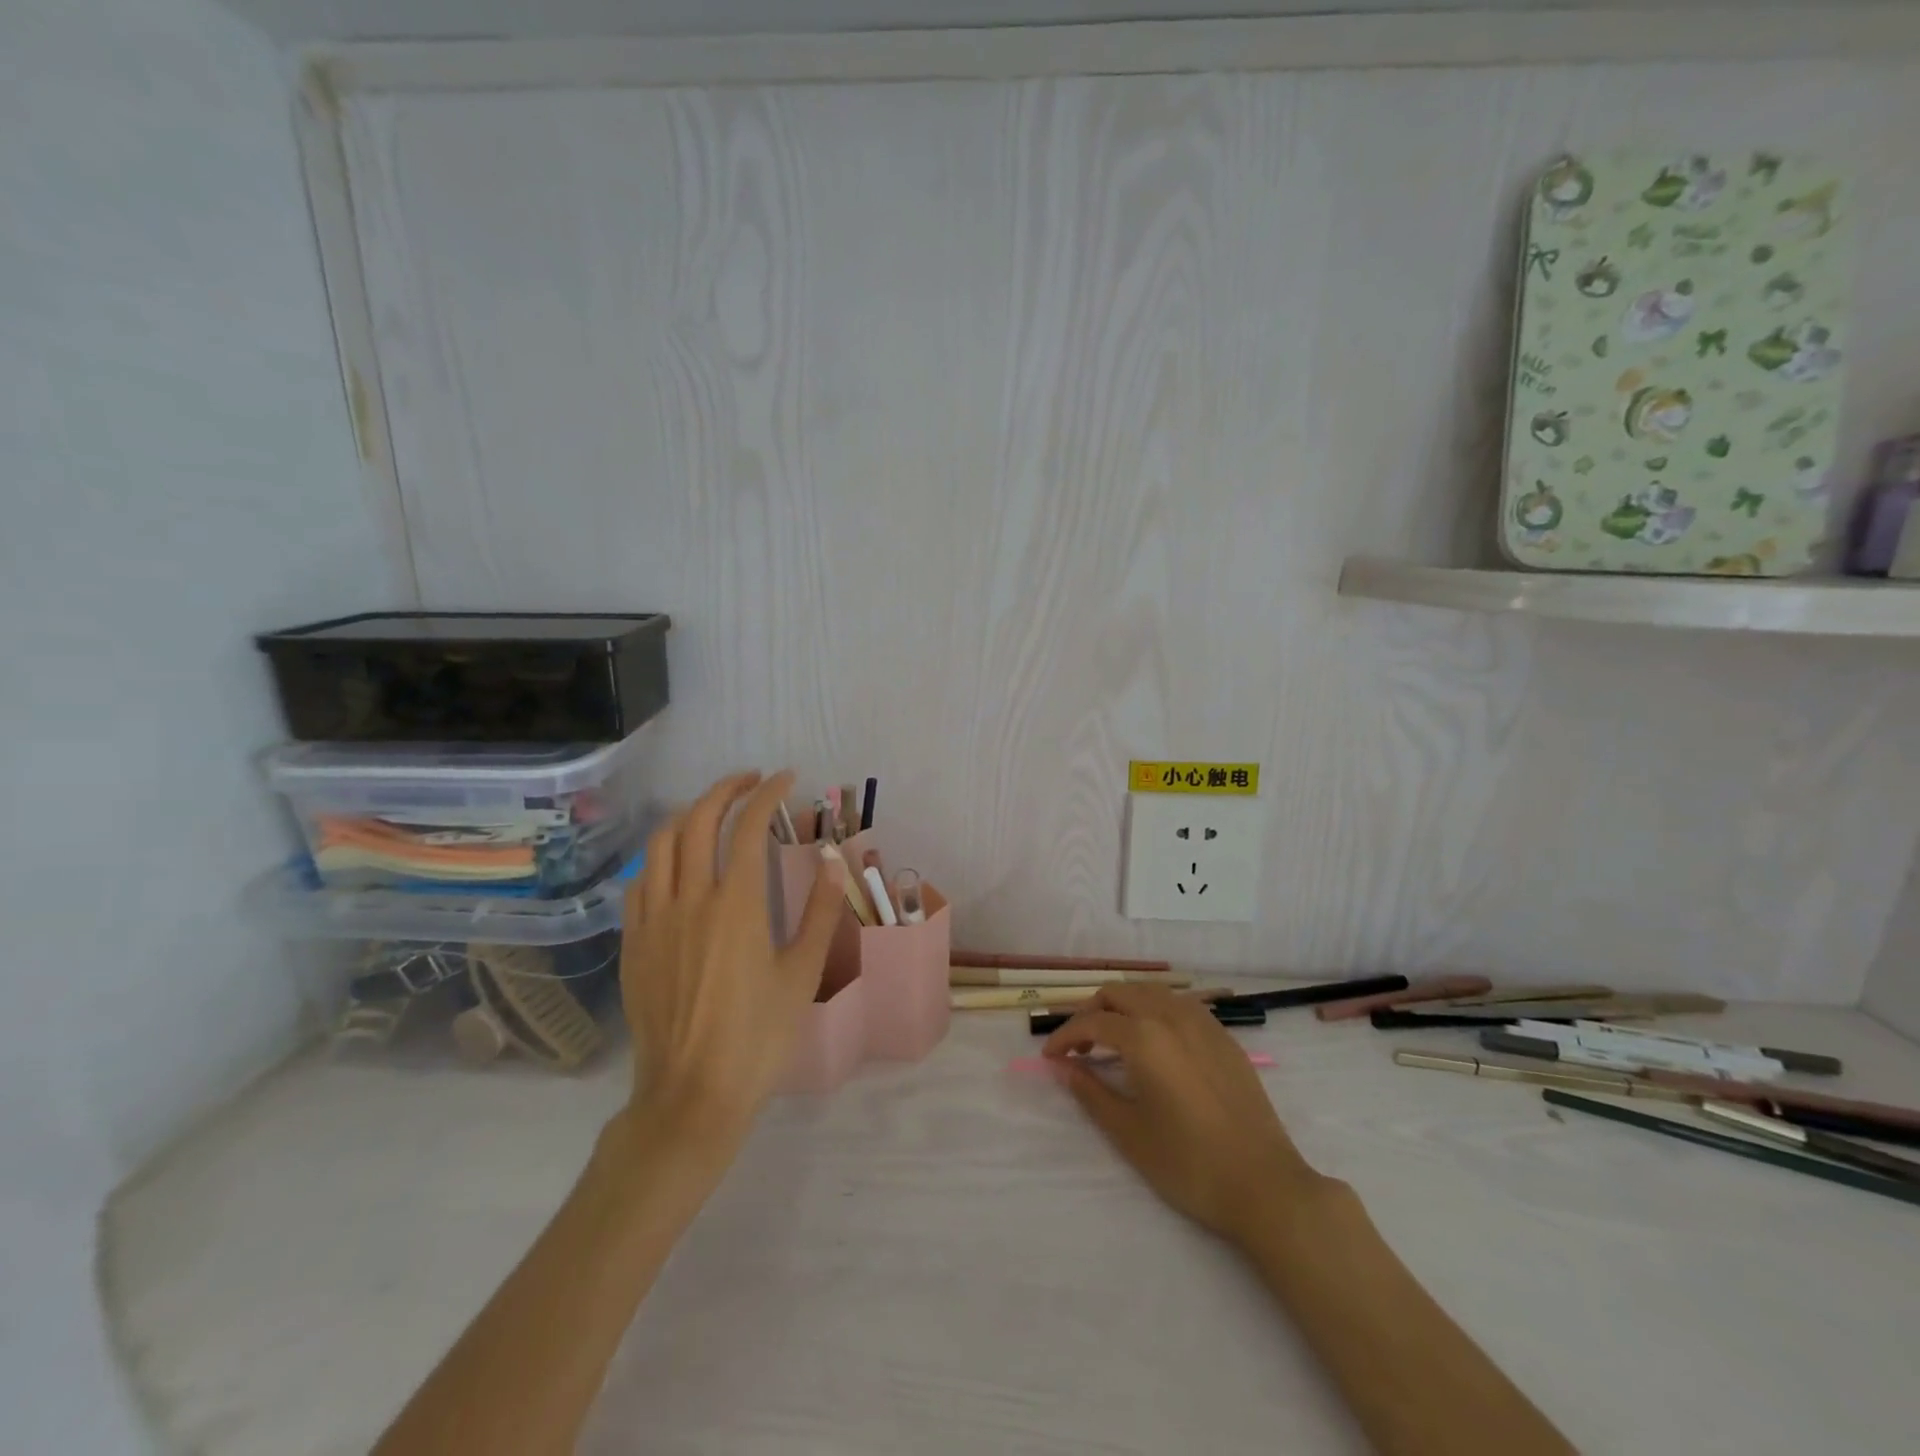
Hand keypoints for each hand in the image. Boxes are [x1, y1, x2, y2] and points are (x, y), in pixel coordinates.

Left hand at [618, 771, 841, 1143]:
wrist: (691, 1094)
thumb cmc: (758, 1035)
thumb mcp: (803, 973)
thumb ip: (819, 911)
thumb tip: (832, 860)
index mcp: (736, 904)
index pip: (749, 827)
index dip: (768, 794)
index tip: (786, 779)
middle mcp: (689, 899)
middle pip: (698, 821)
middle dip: (725, 790)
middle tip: (751, 782)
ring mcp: (653, 920)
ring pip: (661, 844)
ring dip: (688, 814)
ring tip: (713, 812)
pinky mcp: (633, 942)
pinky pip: (641, 880)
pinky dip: (662, 855)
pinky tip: (677, 863)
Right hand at [1042, 983, 1322, 1246]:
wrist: (1266, 1187)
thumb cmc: (1189, 1165)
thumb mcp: (1129, 1133)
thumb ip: (1090, 1092)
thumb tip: (1063, 1067)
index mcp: (1145, 1037)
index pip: (1092, 1022)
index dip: (1064, 1036)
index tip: (1050, 1058)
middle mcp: (1172, 1016)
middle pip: (1119, 993)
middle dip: (1091, 1012)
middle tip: (1079, 1047)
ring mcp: (1204, 1022)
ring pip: (1151, 991)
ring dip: (1124, 1005)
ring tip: (1113, 1039)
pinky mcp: (1224, 1037)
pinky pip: (1180, 1004)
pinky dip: (1155, 1010)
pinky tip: (1155, 1042)